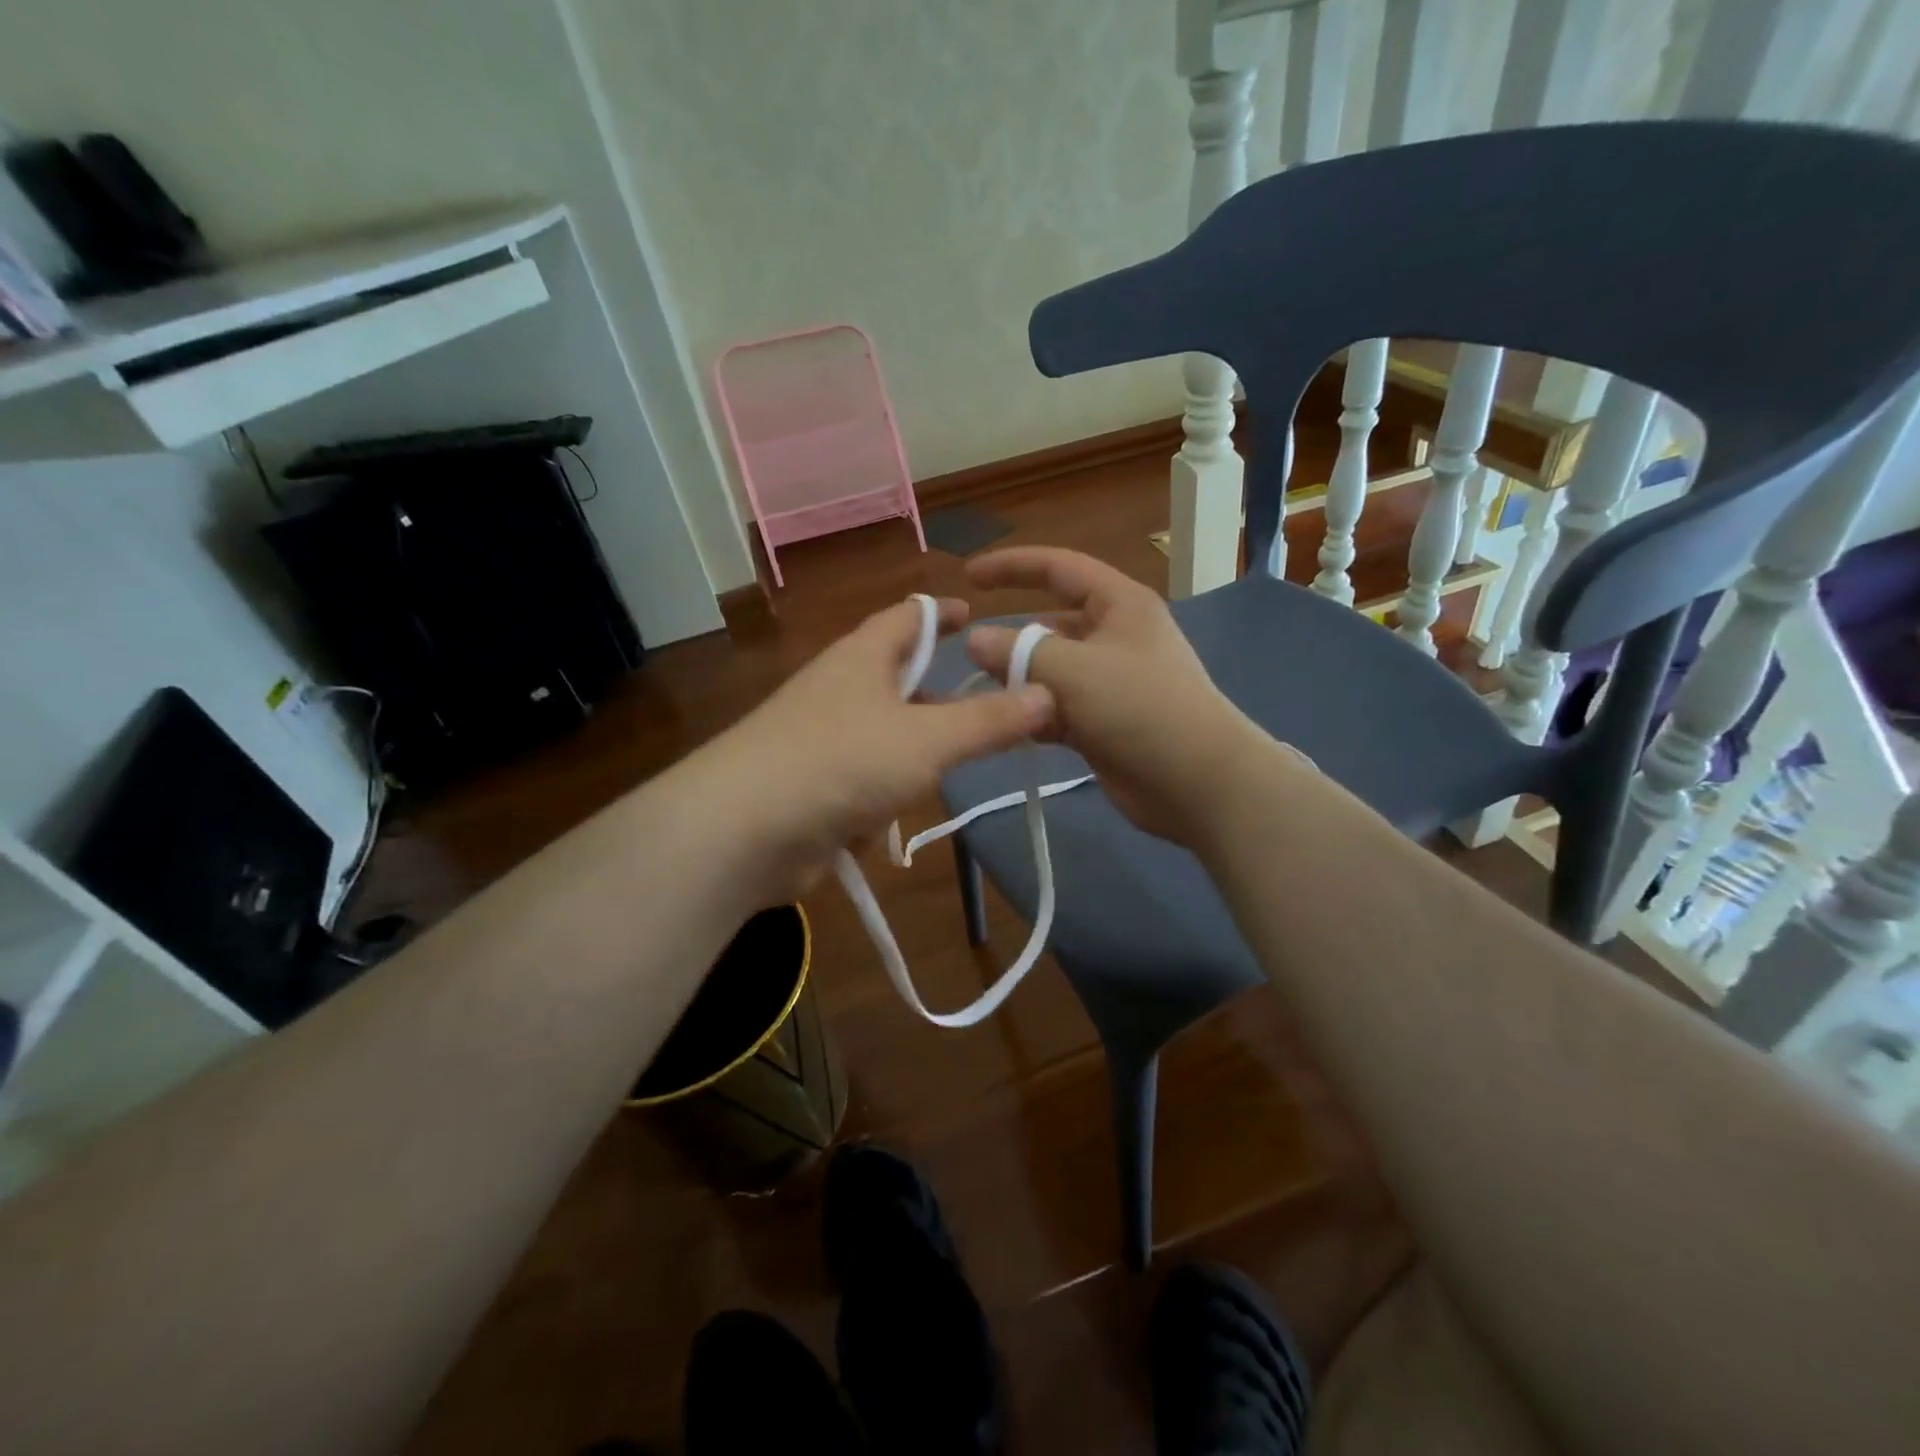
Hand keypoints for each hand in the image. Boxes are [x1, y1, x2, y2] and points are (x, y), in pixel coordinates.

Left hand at [695, 596, 1054, 901]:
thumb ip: (989, 720)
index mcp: (862, 657)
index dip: (943, 612)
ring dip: (913, 750)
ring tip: (953, 766)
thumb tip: (1047, 693)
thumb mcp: (928, 740)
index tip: (976, 615)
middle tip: (986, 704)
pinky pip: (860, 780)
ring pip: (881, 733)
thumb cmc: (843, 762)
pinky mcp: (809, 785)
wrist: (743, 830)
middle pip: (897, 676)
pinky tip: (895, 824)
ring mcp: (819, 738)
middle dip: (938, 690)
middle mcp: (838, 688)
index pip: (908, 615)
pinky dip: (881, 797)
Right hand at [965, 548, 1279, 846]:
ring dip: (1020, 682)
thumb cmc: (1140, 708)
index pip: (1058, 568)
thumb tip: (974, 640)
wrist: (1197, 782)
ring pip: (1050, 670)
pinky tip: (1010, 727)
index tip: (968, 575)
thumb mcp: (1074, 670)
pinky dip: (1035, 714)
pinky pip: (1057, 707)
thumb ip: (1019, 652)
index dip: (1012, 566)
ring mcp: (1109, 682)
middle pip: (1050, 624)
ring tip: (984, 697)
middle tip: (969, 658)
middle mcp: (1114, 636)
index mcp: (1118, 604)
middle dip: (1012, 639)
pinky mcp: (1103, 722)